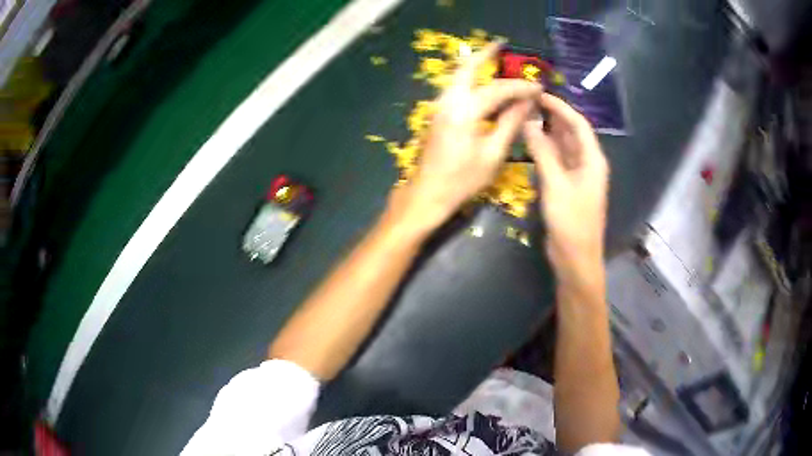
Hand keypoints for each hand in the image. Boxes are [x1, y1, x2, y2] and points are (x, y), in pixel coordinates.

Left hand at [398, 43, 541, 229]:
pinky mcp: (437, 113)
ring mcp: (439, 106)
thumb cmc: (462, 180)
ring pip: (458, 75)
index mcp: (465, 111)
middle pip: (467, 67)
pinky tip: (481, 82)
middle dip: (485, 54)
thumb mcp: (493, 154)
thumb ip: (511, 123)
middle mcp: (449, 101)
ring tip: (493, 57)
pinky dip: (469, 78)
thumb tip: (527, 102)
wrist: (427, 193)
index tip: (539, 86)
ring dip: (475, 64)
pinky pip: (455, 87)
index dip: (521, 87)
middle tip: (501, 45)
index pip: (499, 90)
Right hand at [523, 93, 609, 283]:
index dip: (560, 107)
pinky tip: (530, 144)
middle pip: (571, 133)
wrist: (575, 258)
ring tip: (526, 118)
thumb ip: (543, 151)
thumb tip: (529, 122)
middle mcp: (588, 164)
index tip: (539, 95)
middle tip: (528, 104)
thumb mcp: (556, 183)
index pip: (578, 124)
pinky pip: (556, 161)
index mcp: (593, 160)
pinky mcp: (567, 187)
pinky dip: (545, 151)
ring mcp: (577, 176)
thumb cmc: (571, 221)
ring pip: (563, 147)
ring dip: (547, 133)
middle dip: (552, 117)